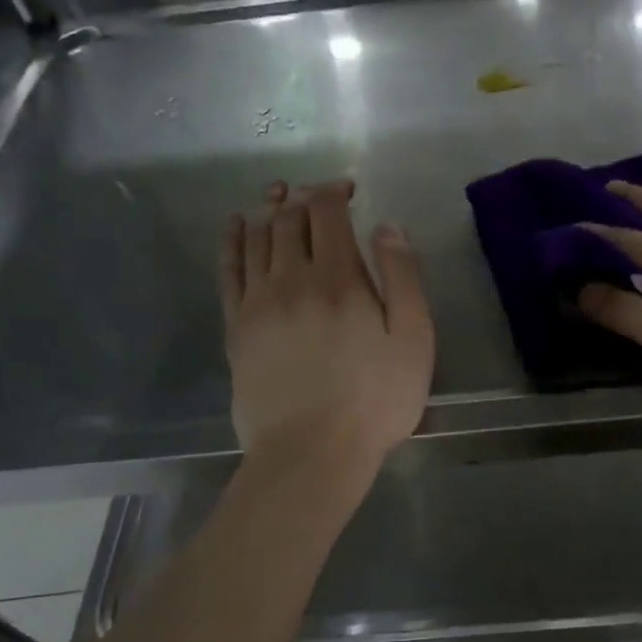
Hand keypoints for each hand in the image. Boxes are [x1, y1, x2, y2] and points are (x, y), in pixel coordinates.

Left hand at [220, 180, 433, 479]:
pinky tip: (235, 227)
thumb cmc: (375, 400)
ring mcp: (257, 303)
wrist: (311, 452)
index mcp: (338, 278)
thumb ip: (403, 277)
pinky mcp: (236, 328)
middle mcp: (291, 279)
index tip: (348, 189)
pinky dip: (231, 241)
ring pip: (255, 238)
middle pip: (287, 220)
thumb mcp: (413, 340)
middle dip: (301, 197)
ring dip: (266, 210)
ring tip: (276, 198)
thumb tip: (386, 227)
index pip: (326, 212)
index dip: (334, 190)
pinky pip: (228, 271)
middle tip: (314, 194)